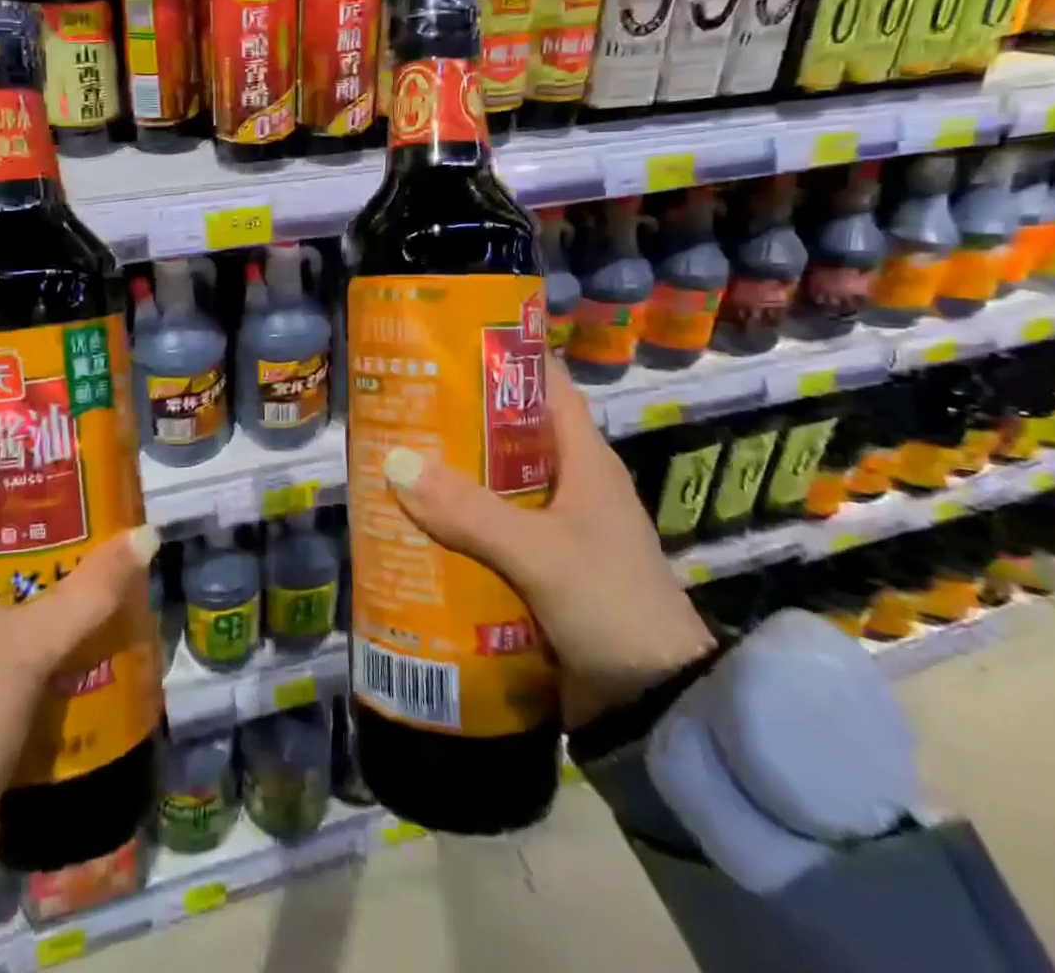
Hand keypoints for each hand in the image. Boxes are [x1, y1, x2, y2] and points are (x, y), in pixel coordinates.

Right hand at [384, 356, 715, 726]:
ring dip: (453, 475)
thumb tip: (395, 464)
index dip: (503, 359)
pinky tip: (418, 523)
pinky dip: (459, 522)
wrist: (659, 710)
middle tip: (402, 404)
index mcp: (585, 460)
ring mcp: (559, 528)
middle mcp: (572, 483)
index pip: (546, 385)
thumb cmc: (611, 606)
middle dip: (459, 419)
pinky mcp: (544, 568)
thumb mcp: (540, 553)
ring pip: (496, 483)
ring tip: (395, 459)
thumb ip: (469, 511)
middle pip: (509, 433)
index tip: (448, 345)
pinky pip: (493, 529)